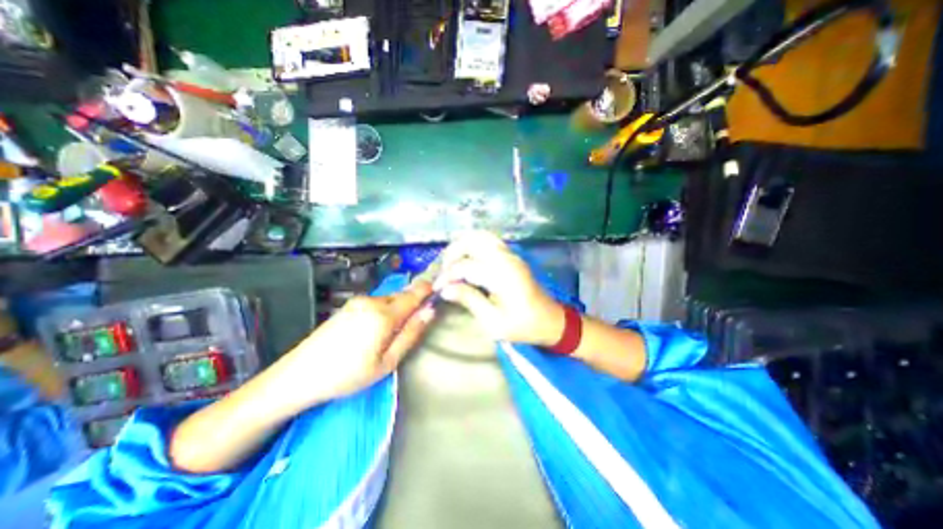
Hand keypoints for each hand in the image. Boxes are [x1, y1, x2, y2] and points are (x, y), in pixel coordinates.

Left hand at [281, 280, 434, 404]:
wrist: (299, 375)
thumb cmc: (348, 374)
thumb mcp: (387, 362)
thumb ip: (411, 334)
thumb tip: (430, 311)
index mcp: (384, 314)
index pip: (414, 294)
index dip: (427, 291)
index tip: (437, 293)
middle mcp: (372, 301)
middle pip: (402, 295)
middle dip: (412, 304)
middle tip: (412, 325)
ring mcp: (358, 301)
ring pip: (389, 299)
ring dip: (397, 309)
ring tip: (392, 333)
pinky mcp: (348, 305)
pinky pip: (376, 302)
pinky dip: (384, 310)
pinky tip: (375, 329)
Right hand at [436, 232, 565, 346]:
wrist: (550, 321)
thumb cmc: (523, 326)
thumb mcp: (493, 322)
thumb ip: (469, 300)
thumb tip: (445, 289)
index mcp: (503, 276)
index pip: (466, 266)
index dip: (448, 275)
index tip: (437, 288)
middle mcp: (506, 259)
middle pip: (472, 240)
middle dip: (452, 253)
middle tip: (444, 272)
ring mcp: (511, 254)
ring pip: (480, 236)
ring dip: (462, 246)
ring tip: (452, 264)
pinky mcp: (511, 256)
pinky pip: (488, 241)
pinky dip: (472, 245)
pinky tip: (466, 260)